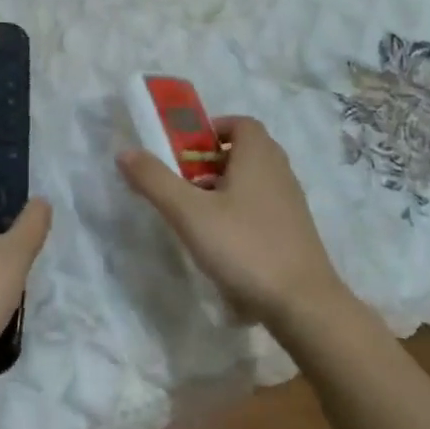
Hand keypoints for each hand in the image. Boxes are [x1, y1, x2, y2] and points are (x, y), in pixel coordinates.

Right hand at [118, 117, 347, 328]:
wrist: (304, 305)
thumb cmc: (245, 247)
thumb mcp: (189, 213)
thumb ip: (155, 180)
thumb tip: (125, 152)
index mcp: (258, 156)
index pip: (241, 123)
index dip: (212, 129)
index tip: (185, 150)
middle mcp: (279, 172)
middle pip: (245, 151)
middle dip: (211, 161)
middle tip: (183, 182)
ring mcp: (291, 204)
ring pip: (253, 182)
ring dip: (224, 189)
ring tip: (197, 215)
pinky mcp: (295, 233)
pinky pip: (262, 208)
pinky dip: (240, 213)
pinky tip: (222, 244)